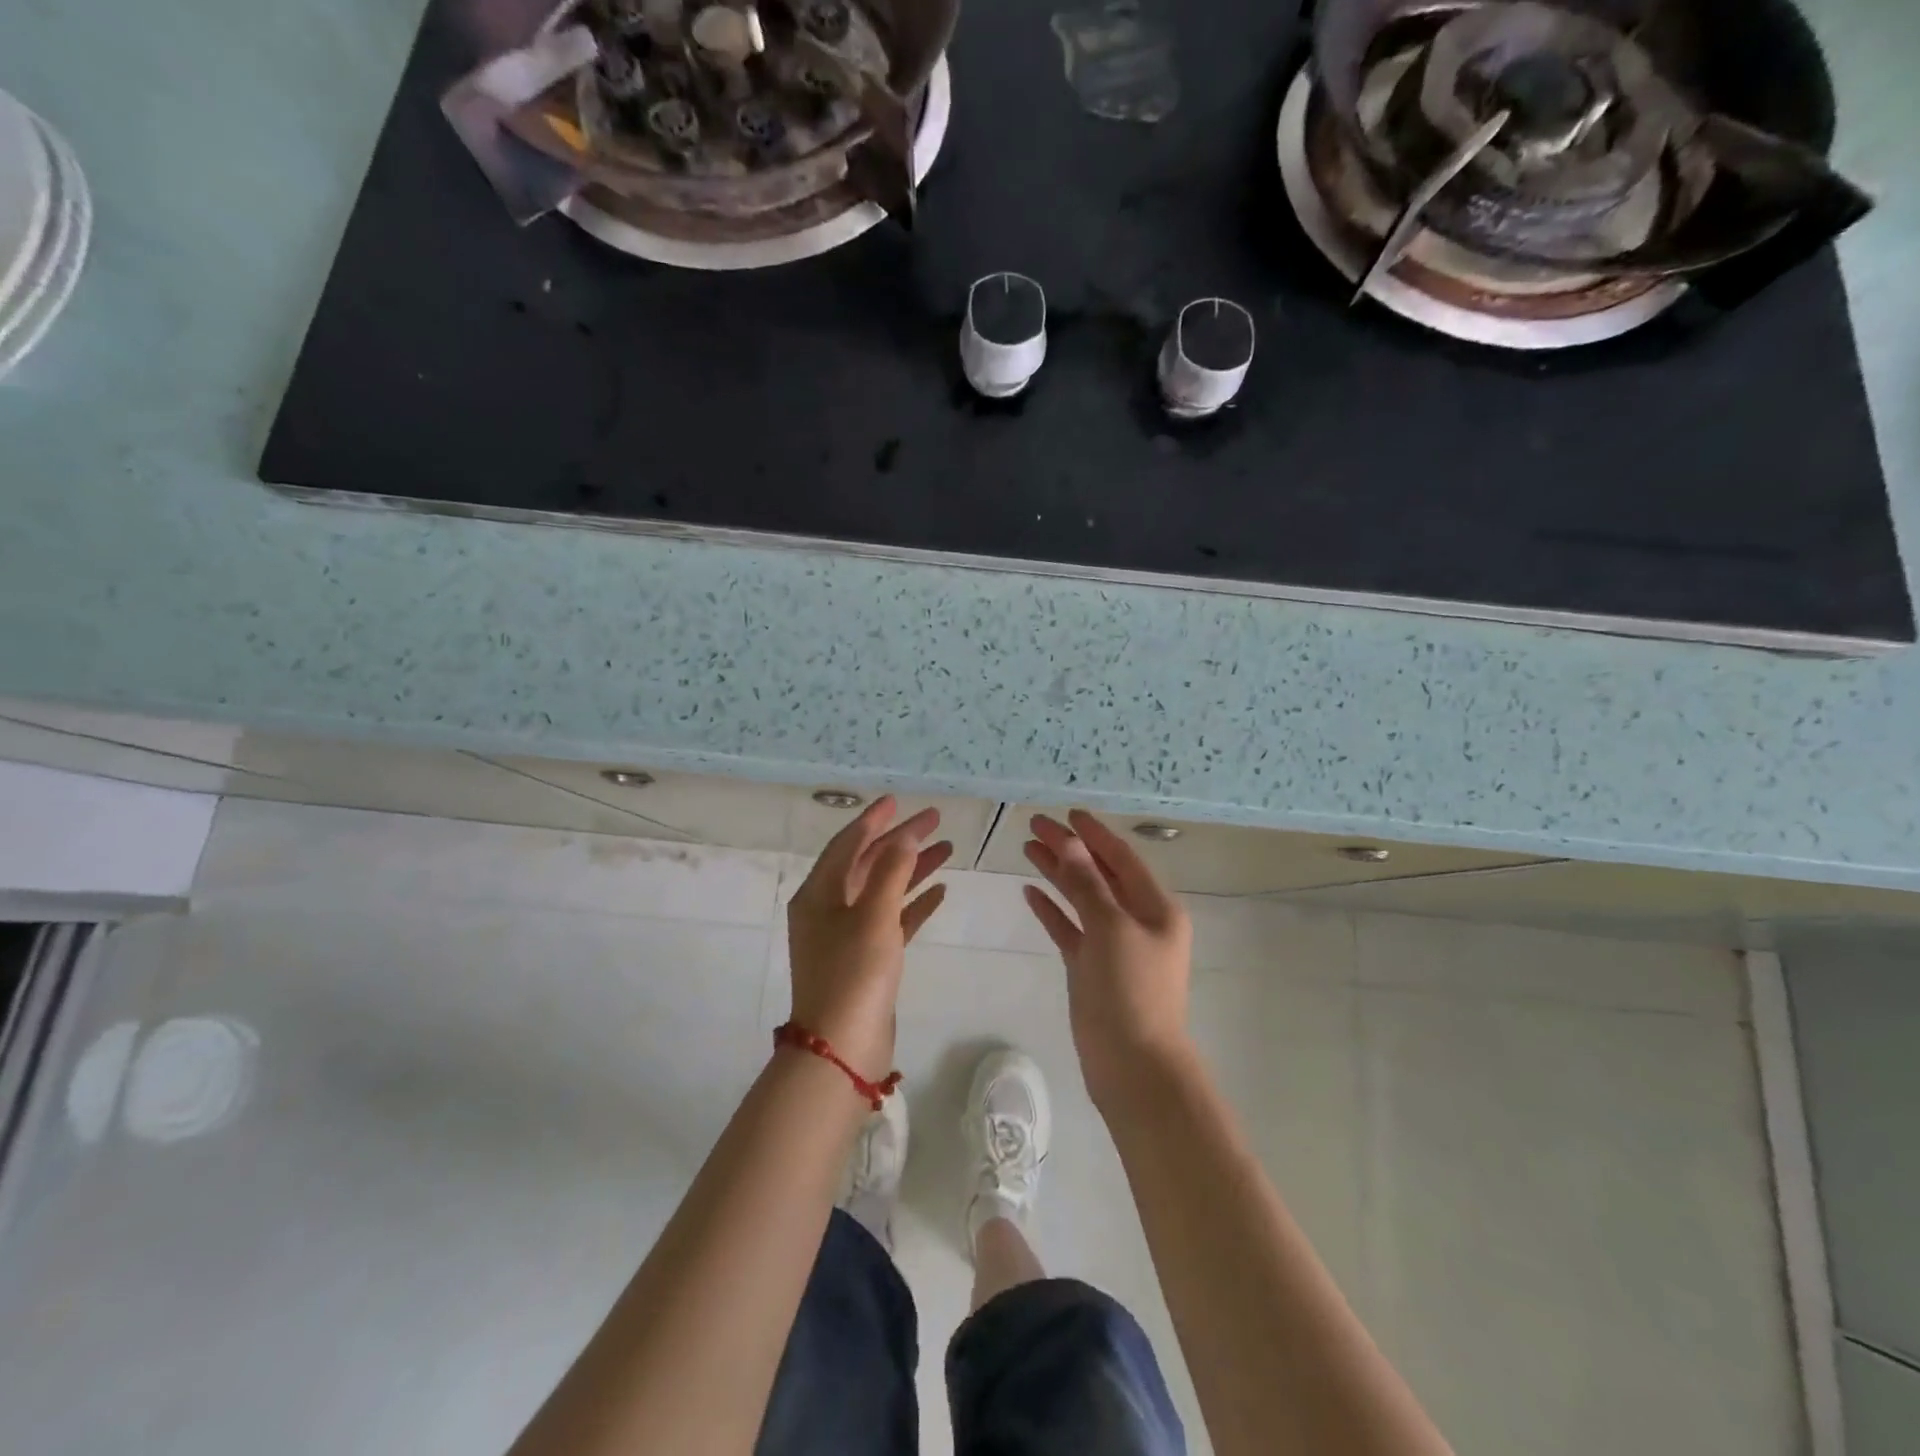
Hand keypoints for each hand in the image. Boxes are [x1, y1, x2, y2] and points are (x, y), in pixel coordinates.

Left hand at [785, 796, 951, 1080]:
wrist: (842, 1048)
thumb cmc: (853, 973)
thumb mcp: (873, 915)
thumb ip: (891, 870)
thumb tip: (904, 835)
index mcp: (818, 893)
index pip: (847, 844)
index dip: (874, 820)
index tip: (898, 801)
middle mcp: (828, 909)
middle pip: (868, 864)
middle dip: (901, 841)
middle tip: (935, 821)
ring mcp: (847, 935)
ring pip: (884, 890)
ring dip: (913, 869)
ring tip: (948, 849)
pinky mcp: (867, 958)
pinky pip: (892, 919)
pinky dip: (914, 904)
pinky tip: (941, 891)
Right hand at [1022, 810, 1194, 1109]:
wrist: (1134, 1067)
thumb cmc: (1131, 991)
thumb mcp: (1111, 929)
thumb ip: (1088, 884)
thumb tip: (1071, 842)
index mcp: (1156, 908)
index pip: (1122, 858)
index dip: (1094, 834)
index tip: (1067, 813)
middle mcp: (1137, 921)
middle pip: (1099, 874)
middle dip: (1069, 849)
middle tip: (1034, 826)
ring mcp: (1113, 945)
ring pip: (1082, 899)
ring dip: (1057, 874)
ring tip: (1027, 848)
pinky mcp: (1092, 968)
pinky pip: (1070, 929)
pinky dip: (1053, 910)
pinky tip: (1030, 892)